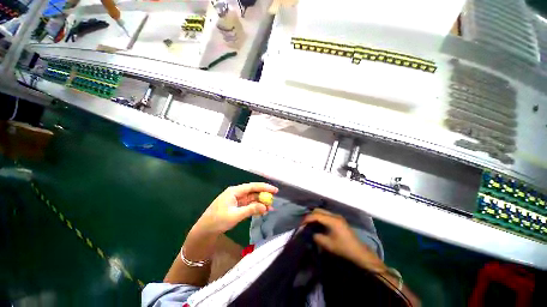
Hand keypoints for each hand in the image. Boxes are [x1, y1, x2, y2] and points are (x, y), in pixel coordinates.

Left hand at [194, 183, 277, 233]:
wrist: (204, 230)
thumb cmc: (218, 220)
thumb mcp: (235, 215)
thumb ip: (251, 209)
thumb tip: (265, 207)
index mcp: (235, 191)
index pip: (252, 186)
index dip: (264, 187)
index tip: (275, 190)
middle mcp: (237, 193)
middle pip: (253, 192)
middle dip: (264, 195)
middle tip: (274, 200)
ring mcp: (237, 200)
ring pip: (252, 199)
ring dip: (261, 203)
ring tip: (271, 208)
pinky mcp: (237, 206)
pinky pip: (249, 205)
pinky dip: (256, 207)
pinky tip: (263, 211)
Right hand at [302, 208, 386, 272]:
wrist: (359, 252)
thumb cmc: (344, 248)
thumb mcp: (328, 244)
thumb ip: (317, 237)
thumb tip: (312, 233)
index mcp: (332, 220)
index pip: (316, 215)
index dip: (307, 219)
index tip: (301, 224)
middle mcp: (335, 215)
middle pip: (319, 210)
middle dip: (311, 215)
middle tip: (305, 223)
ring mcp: (338, 217)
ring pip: (323, 212)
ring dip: (315, 216)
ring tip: (310, 224)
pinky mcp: (339, 220)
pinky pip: (326, 215)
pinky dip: (320, 218)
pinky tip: (318, 224)